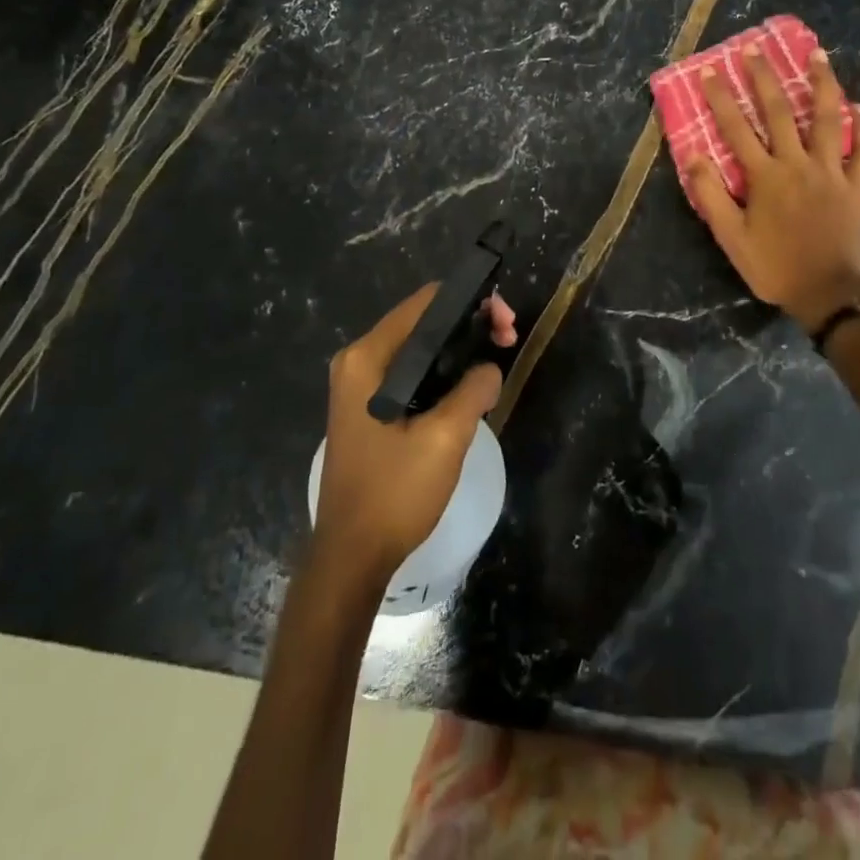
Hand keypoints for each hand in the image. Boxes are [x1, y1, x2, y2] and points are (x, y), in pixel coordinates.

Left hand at [313, 285, 518, 582]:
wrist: (351, 557)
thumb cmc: (394, 494)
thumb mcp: (444, 439)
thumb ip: (473, 390)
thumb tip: (490, 367)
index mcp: (367, 358)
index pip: (426, 302)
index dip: (471, 302)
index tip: (505, 323)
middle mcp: (358, 361)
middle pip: (423, 321)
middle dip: (469, 324)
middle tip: (508, 341)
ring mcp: (360, 385)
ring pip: (420, 347)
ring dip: (459, 348)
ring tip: (497, 360)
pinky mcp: (368, 407)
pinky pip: (412, 371)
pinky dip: (442, 371)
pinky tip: (470, 386)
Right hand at [684, 45, 859, 332]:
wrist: (827, 293)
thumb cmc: (774, 266)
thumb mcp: (731, 238)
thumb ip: (711, 195)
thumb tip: (693, 156)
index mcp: (765, 176)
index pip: (736, 129)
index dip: (721, 98)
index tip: (711, 71)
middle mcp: (797, 164)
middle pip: (780, 112)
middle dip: (765, 78)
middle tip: (756, 50)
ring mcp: (831, 172)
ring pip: (827, 119)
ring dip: (823, 85)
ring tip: (819, 56)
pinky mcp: (856, 186)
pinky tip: (858, 108)